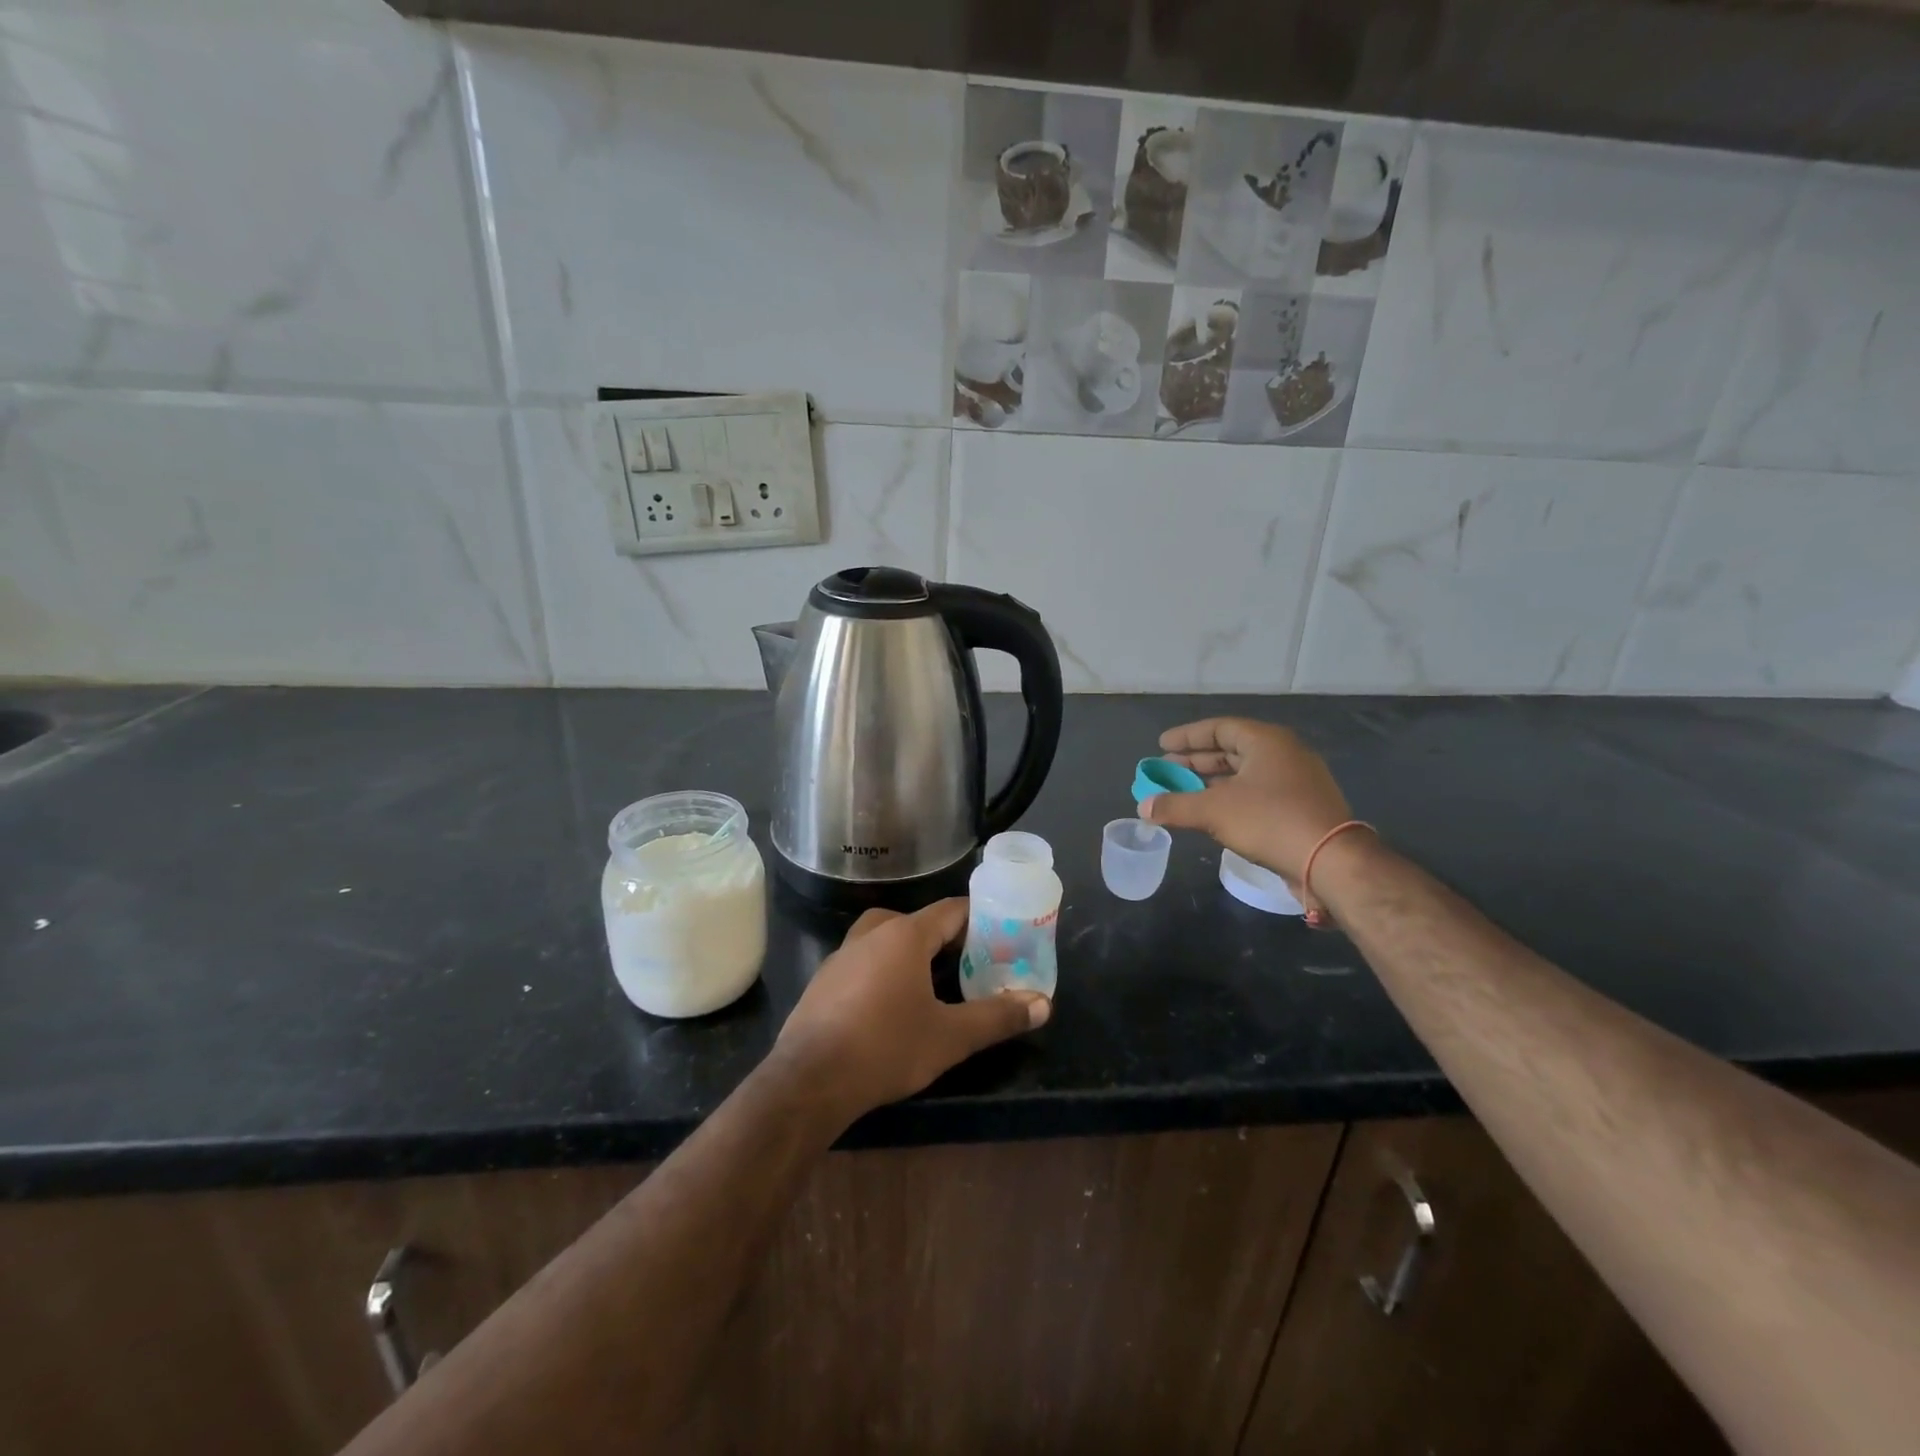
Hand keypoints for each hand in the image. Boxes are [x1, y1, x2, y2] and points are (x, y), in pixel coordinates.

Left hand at [774, 899, 1049, 1120]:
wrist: (809, 1080)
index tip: (1002, 935)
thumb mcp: (950, 1037)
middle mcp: (872, 933)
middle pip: (917, 921)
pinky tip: (890, 1005)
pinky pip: (863, 961)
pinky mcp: (823, 981)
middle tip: (971, 962)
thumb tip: (1044, 1005)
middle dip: (945, 938)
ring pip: (885, 939)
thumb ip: (997, 1017)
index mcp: (905, 935)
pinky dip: (883, 970)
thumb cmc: (886, 1047)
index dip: (979, 919)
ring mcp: (842, 955)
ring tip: (934, 983)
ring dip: (911, 952)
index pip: (950, 911)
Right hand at [1141, 717, 1352, 896]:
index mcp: (1266, 741)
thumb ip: (1175, 805)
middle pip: (1231, 750)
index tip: (1161, 745)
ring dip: (1211, 783)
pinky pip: (1256, 793)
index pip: (1219, 728)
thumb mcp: (1214, 811)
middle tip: (1166, 770)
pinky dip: (1229, 798)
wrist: (1330, 861)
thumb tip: (1143, 808)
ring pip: (1244, 774)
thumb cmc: (1270, 821)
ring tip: (1182, 793)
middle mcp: (1283, 754)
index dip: (1187, 737)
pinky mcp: (1300, 807)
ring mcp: (1295, 781)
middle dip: (1195, 761)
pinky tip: (1211, 813)